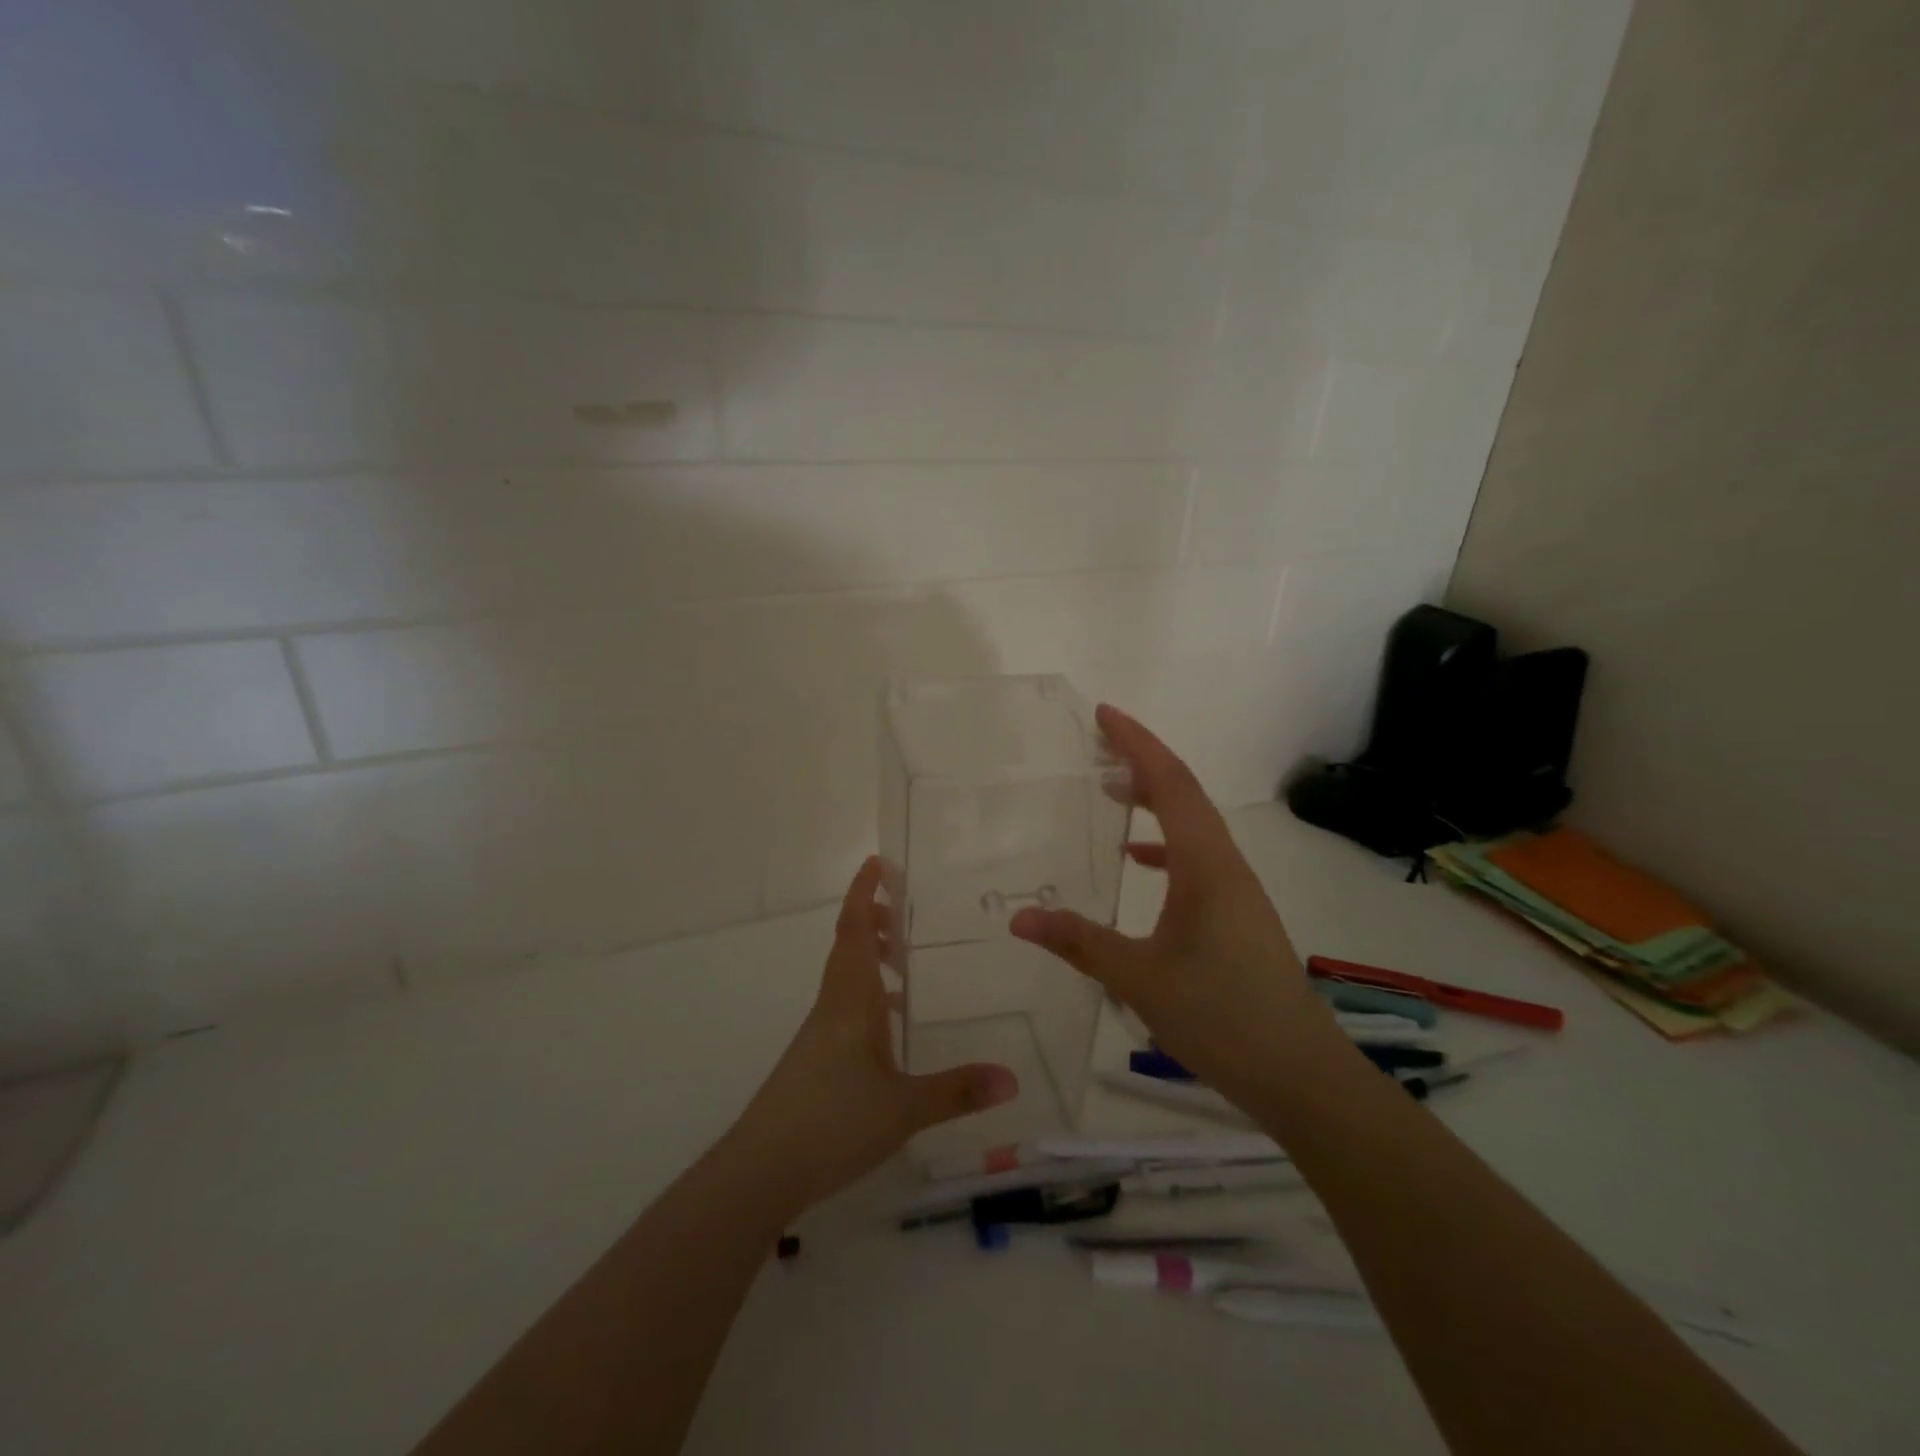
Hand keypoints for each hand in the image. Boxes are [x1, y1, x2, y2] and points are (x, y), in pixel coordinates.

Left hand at [731, 856, 1018, 1211]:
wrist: (760, 1170)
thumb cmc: (832, 1123)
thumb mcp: (903, 1108)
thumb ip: (957, 1091)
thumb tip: (1012, 1079)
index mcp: (849, 1000)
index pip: (855, 930)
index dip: (864, 893)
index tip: (877, 862)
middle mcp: (832, 1006)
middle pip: (848, 946)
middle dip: (872, 918)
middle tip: (903, 909)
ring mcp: (820, 1032)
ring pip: (845, 976)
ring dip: (869, 955)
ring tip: (902, 959)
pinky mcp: (815, 1057)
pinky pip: (844, 1006)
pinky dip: (867, 995)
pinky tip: (889, 1023)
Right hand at [1010, 704, 1342, 1110]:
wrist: (1300, 1074)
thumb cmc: (1221, 1017)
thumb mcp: (1139, 979)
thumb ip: (1079, 942)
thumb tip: (1019, 918)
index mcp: (1206, 865)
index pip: (1170, 784)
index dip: (1137, 744)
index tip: (1104, 715)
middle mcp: (1226, 865)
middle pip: (1184, 794)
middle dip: (1143, 762)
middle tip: (1099, 745)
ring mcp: (1236, 890)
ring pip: (1193, 826)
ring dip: (1155, 801)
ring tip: (1112, 792)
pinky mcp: (1237, 914)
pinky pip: (1197, 858)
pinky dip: (1165, 846)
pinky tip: (1138, 863)